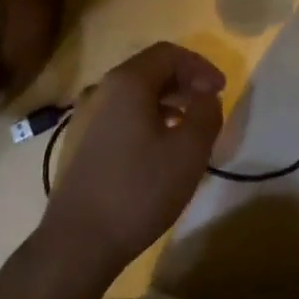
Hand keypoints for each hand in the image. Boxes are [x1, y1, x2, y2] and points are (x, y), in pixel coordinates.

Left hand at [40, 42, 224, 273]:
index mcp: (127, 82)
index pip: (169, 53)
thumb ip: (207, 114)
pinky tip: (157, 148)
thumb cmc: (138, 191)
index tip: (221, 90)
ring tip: (187, 127)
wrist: (76, 244)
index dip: (200, 66)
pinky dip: (145, 118)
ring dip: (166, 101)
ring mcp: (84, 115)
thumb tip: (206, 96)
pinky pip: (119, 115)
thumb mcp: (189, 151)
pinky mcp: (78, 142)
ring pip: (133, 94)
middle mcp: (101, 89)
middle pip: (150, 70)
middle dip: (184, 82)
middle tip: (208, 105)